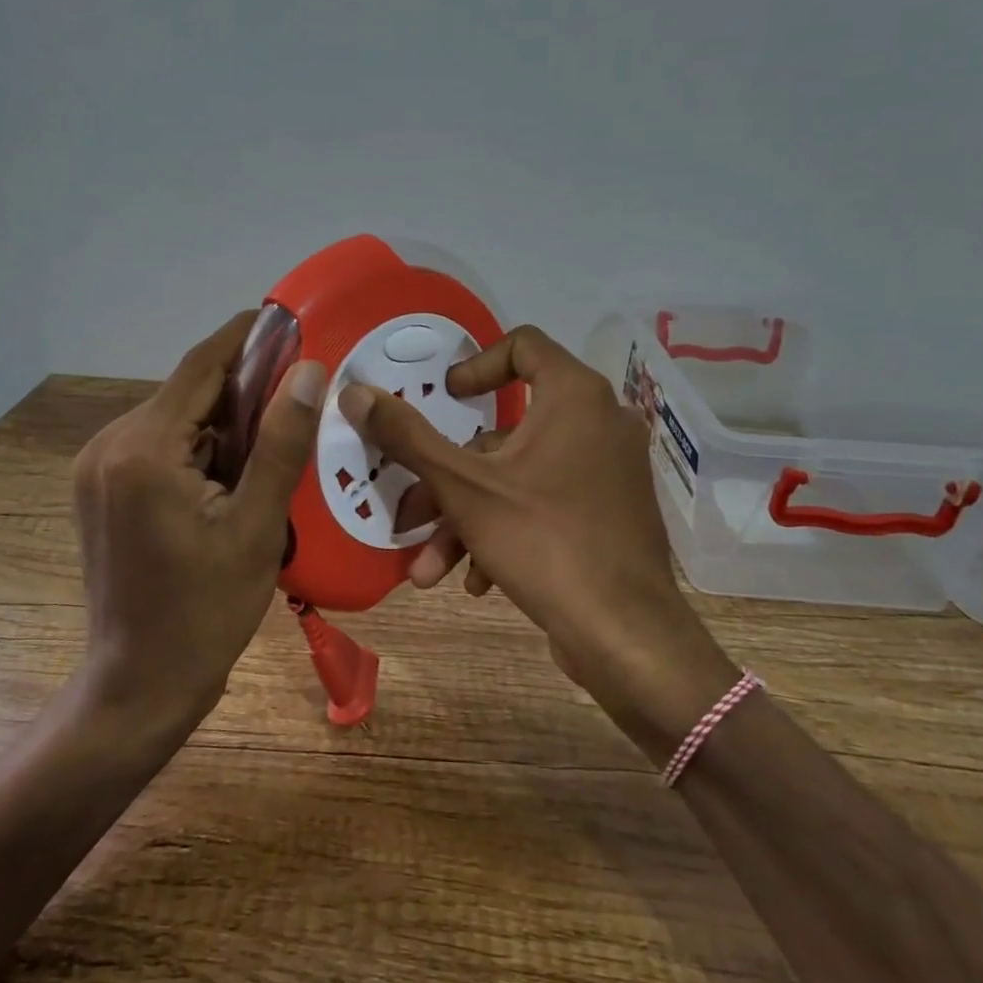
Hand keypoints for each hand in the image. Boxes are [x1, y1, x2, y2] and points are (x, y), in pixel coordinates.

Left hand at [72, 311, 326, 731]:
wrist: (140, 683)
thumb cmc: (205, 613)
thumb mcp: (257, 527)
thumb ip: (281, 443)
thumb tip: (309, 371)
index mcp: (144, 449)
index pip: (201, 366)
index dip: (246, 337)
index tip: (288, 318)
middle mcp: (109, 445)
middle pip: (187, 394)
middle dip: (241, 392)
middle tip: (297, 399)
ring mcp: (97, 468)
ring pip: (174, 421)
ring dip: (220, 426)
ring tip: (271, 448)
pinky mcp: (98, 488)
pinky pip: (157, 447)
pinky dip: (196, 450)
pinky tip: (230, 478)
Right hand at [341, 324, 738, 754]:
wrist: (627, 637)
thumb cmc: (544, 541)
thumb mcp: (463, 487)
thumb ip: (408, 436)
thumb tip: (355, 392)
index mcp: (575, 396)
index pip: (523, 345)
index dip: (475, 366)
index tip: (446, 400)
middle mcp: (599, 423)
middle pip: (506, 431)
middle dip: (449, 479)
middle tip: (409, 510)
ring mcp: (608, 472)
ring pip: (519, 478)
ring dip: (467, 518)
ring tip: (429, 568)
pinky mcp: (609, 514)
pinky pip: (546, 504)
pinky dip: (506, 531)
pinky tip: (478, 581)